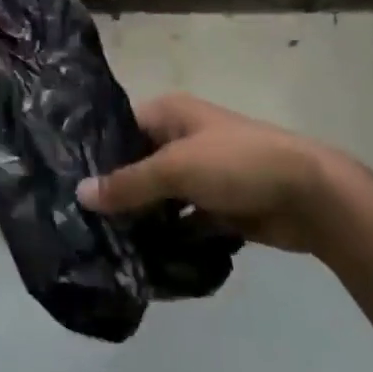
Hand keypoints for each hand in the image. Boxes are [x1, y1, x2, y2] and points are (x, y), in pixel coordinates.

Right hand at [76, 92, 334, 252]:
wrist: (309, 196)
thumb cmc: (237, 163)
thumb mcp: (177, 168)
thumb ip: (128, 183)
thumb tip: (80, 193)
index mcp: (169, 113)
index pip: (119, 129)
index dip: (94, 153)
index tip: (63, 182)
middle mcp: (180, 138)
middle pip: (137, 164)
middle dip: (114, 192)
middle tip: (76, 221)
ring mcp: (200, 174)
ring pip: (158, 196)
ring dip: (140, 218)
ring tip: (101, 244)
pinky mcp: (216, 206)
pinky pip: (181, 221)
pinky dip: (167, 236)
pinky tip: (140, 258)